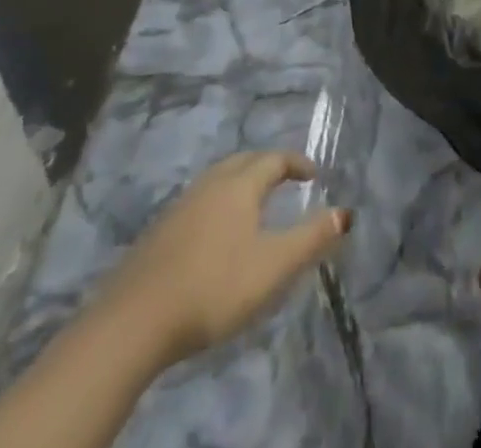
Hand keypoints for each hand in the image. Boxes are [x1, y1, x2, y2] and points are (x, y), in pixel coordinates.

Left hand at [94, 152, 349, 368]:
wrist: (134, 321)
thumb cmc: (215, 287)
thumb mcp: (273, 267)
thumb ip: (311, 239)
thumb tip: (345, 212)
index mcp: (240, 185)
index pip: (274, 159)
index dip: (296, 163)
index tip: (313, 175)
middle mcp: (210, 184)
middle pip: (243, 161)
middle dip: (267, 165)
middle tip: (285, 181)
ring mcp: (180, 206)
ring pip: (217, 179)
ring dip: (240, 182)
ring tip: (253, 205)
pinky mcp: (158, 233)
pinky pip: (198, 202)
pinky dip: (217, 204)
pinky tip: (215, 234)